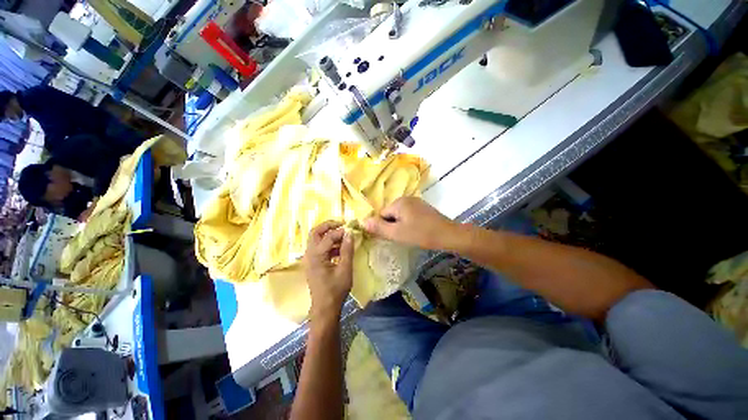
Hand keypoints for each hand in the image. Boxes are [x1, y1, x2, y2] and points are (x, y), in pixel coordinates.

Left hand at [303, 221, 353, 319]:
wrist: (325, 308)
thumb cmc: (336, 290)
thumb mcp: (345, 269)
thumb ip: (347, 250)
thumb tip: (350, 233)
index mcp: (316, 255)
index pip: (328, 236)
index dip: (340, 231)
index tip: (351, 229)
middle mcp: (309, 254)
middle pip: (315, 232)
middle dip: (328, 226)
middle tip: (341, 224)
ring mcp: (310, 258)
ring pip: (316, 239)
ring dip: (328, 234)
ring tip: (343, 236)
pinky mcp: (313, 262)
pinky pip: (319, 247)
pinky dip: (328, 243)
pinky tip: (340, 249)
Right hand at [363, 197, 456, 249]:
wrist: (449, 235)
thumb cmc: (421, 234)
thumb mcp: (397, 233)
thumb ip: (379, 227)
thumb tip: (362, 221)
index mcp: (398, 202)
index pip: (381, 214)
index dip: (383, 227)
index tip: (391, 237)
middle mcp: (406, 198)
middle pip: (390, 214)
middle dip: (392, 226)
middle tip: (401, 237)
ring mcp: (416, 202)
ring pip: (400, 215)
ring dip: (400, 225)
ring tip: (409, 235)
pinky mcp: (423, 208)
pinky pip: (409, 214)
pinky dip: (409, 223)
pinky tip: (416, 231)